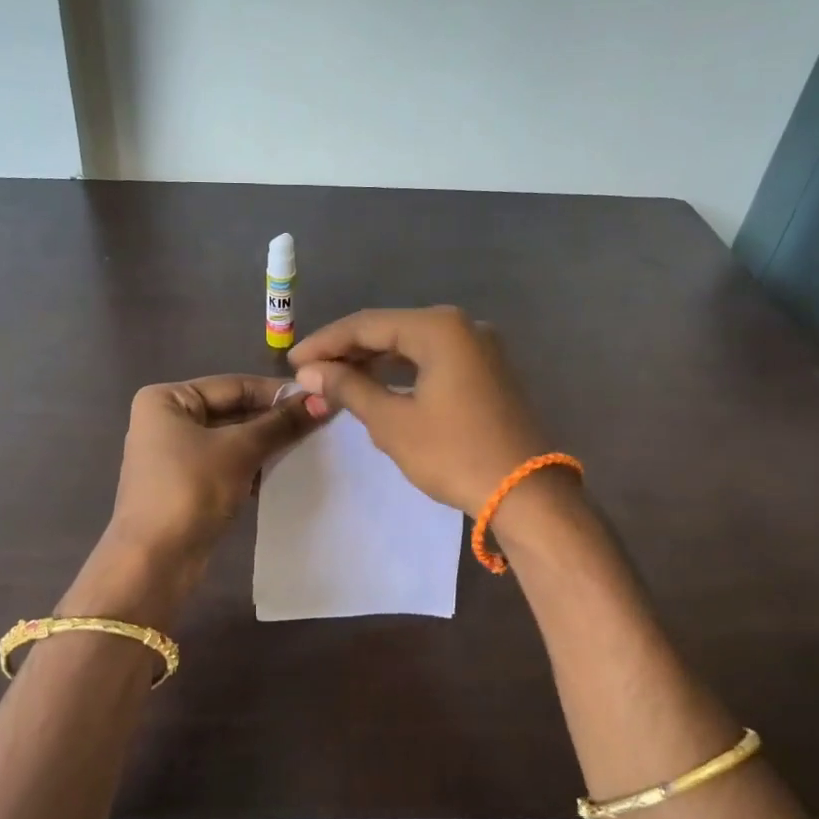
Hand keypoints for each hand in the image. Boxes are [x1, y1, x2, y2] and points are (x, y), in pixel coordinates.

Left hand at [105, 375, 319, 563]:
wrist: (154, 560)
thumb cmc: (191, 489)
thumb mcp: (240, 450)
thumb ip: (281, 424)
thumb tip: (323, 400)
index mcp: (167, 399)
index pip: (233, 385)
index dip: (277, 393)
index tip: (320, 398)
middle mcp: (166, 421)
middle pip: (232, 411)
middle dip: (273, 420)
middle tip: (321, 423)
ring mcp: (174, 455)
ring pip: (231, 440)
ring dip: (267, 444)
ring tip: (311, 446)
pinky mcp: (185, 485)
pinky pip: (226, 464)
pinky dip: (252, 466)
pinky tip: (286, 471)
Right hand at [290, 306, 547, 512]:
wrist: (525, 493)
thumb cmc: (454, 454)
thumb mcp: (392, 422)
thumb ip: (349, 388)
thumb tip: (310, 372)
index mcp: (439, 328)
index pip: (367, 324)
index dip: (325, 342)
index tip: (292, 362)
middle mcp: (463, 326)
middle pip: (391, 329)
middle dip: (348, 351)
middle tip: (310, 372)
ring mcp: (480, 348)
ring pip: (413, 345)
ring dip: (374, 361)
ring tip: (336, 380)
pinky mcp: (487, 371)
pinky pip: (434, 360)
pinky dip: (402, 371)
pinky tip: (378, 386)